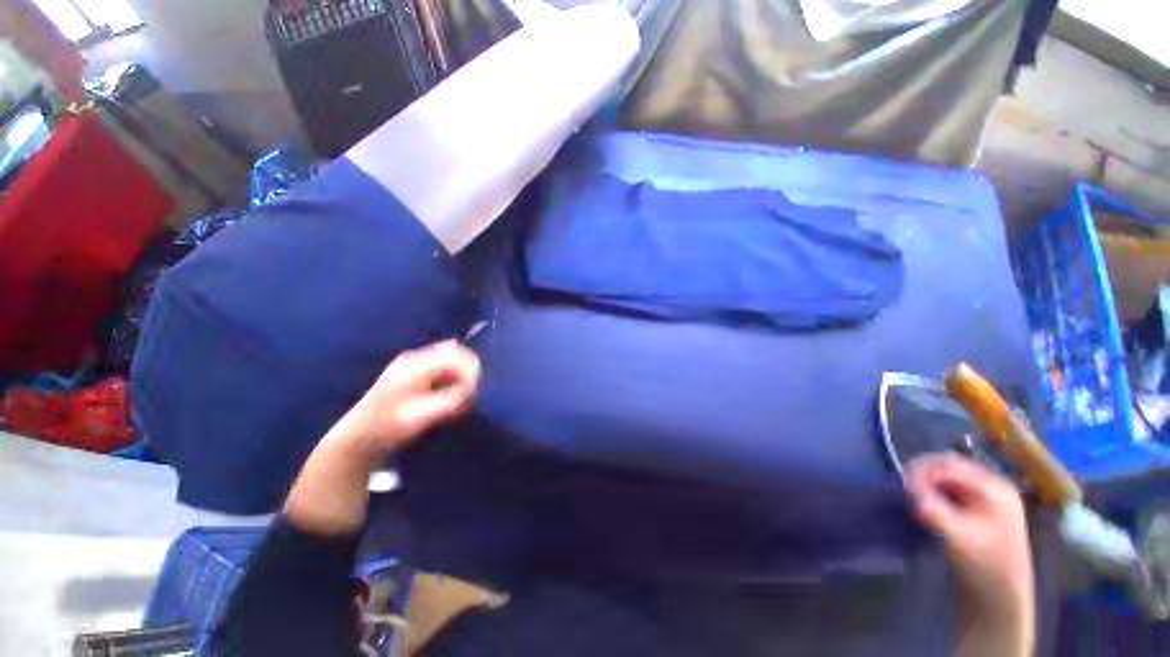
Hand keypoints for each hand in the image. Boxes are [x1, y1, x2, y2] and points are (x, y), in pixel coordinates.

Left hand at [341, 340, 480, 461]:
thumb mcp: (422, 417)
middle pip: (453, 349)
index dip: (470, 370)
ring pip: (449, 354)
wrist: (358, 437)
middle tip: (473, 390)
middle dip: (469, 368)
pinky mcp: (414, 370)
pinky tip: (452, 390)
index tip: (475, 391)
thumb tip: (473, 390)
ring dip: (462, 370)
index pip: (454, 355)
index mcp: (414, 366)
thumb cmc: (388, 428)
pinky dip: (453, 373)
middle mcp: (414, 358)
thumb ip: (451, 401)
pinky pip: (442, 363)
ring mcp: (413, 362)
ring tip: (465, 391)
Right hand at [906, 454, 1033, 633]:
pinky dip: (935, 492)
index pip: (952, 466)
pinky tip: (924, 503)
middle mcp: (993, 489)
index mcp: (995, 489)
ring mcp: (988, 501)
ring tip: (910, 495)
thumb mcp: (956, 536)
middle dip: (924, 474)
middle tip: (903, 485)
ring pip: (950, 479)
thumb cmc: (984, 565)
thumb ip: (932, 508)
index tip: (902, 483)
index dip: (923, 470)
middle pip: (952, 468)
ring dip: (928, 483)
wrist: (1002, 598)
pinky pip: (953, 491)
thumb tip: (907, 487)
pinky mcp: (980, 513)